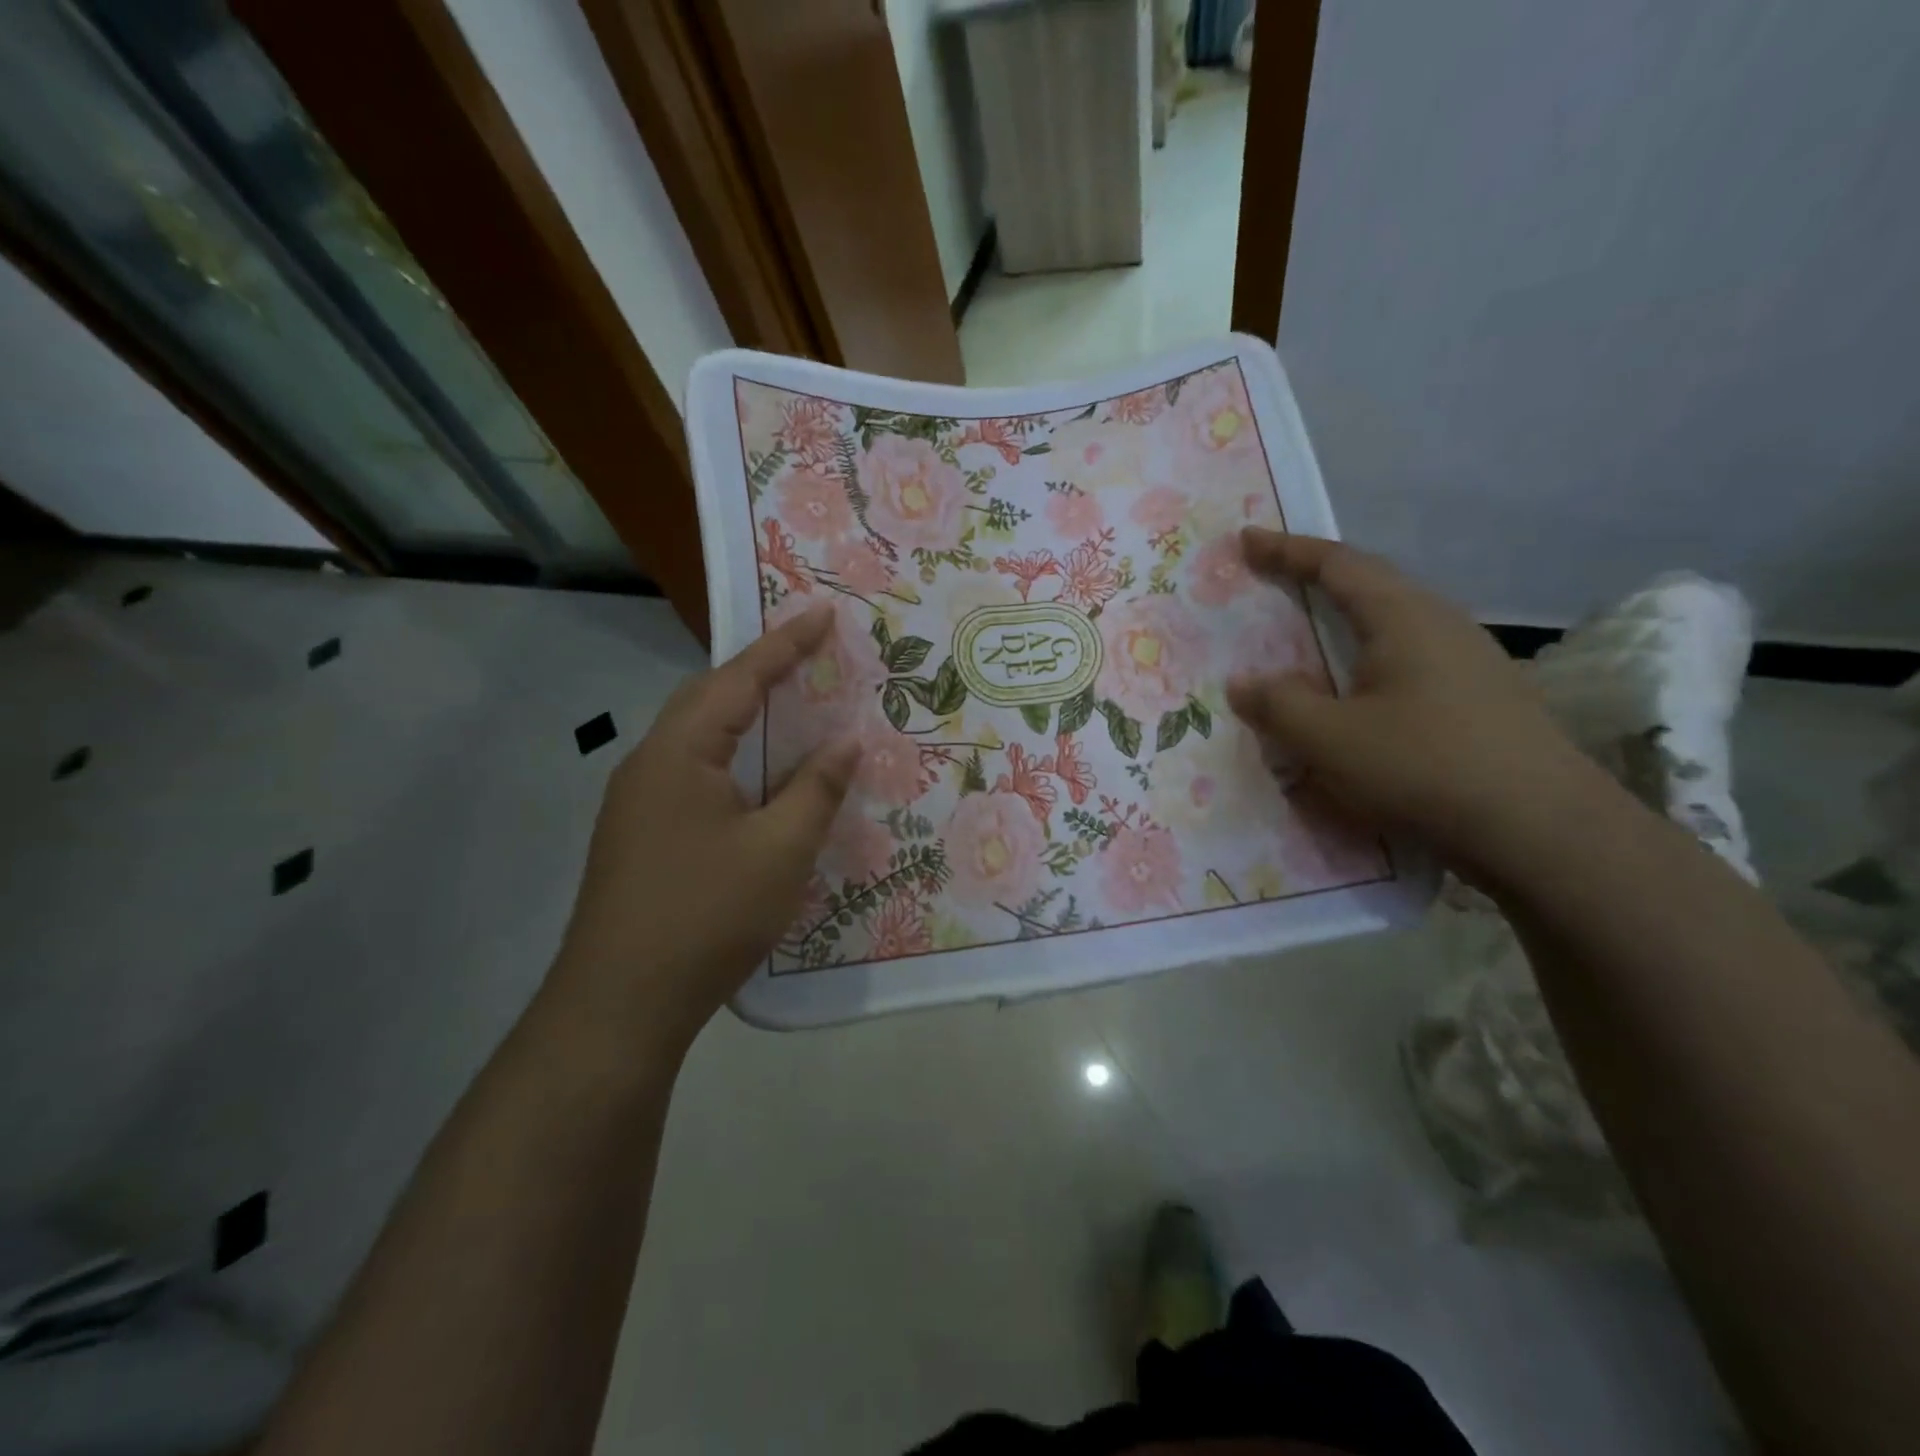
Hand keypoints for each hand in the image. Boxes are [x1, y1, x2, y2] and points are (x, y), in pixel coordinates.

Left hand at [549, 603, 858, 1052]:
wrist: (619, 1005)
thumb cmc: (707, 915)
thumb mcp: (780, 850)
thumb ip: (816, 788)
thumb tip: (846, 741)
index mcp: (679, 753)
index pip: (738, 679)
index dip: (786, 645)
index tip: (822, 612)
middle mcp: (649, 764)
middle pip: (708, 699)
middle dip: (760, 671)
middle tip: (809, 654)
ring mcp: (638, 802)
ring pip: (698, 739)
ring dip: (744, 716)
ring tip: (790, 706)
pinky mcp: (640, 836)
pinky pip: (693, 773)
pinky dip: (732, 758)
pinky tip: (759, 780)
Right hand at [1225, 527, 1607, 883]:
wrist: (1542, 829)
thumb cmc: (1424, 767)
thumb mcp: (1330, 739)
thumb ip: (1278, 705)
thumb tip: (1243, 683)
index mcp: (1404, 617)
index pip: (1338, 564)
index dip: (1287, 550)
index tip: (1247, 539)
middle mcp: (1441, 624)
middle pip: (1371, 585)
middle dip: (1317, 579)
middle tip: (1273, 582)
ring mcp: (1469, 660)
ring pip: (1393, 624)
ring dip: (1345, 621)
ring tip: (1310, 635)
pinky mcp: (1481, 696)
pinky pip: (1409, 659)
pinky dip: (1368, 660)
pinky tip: (1358, 692)